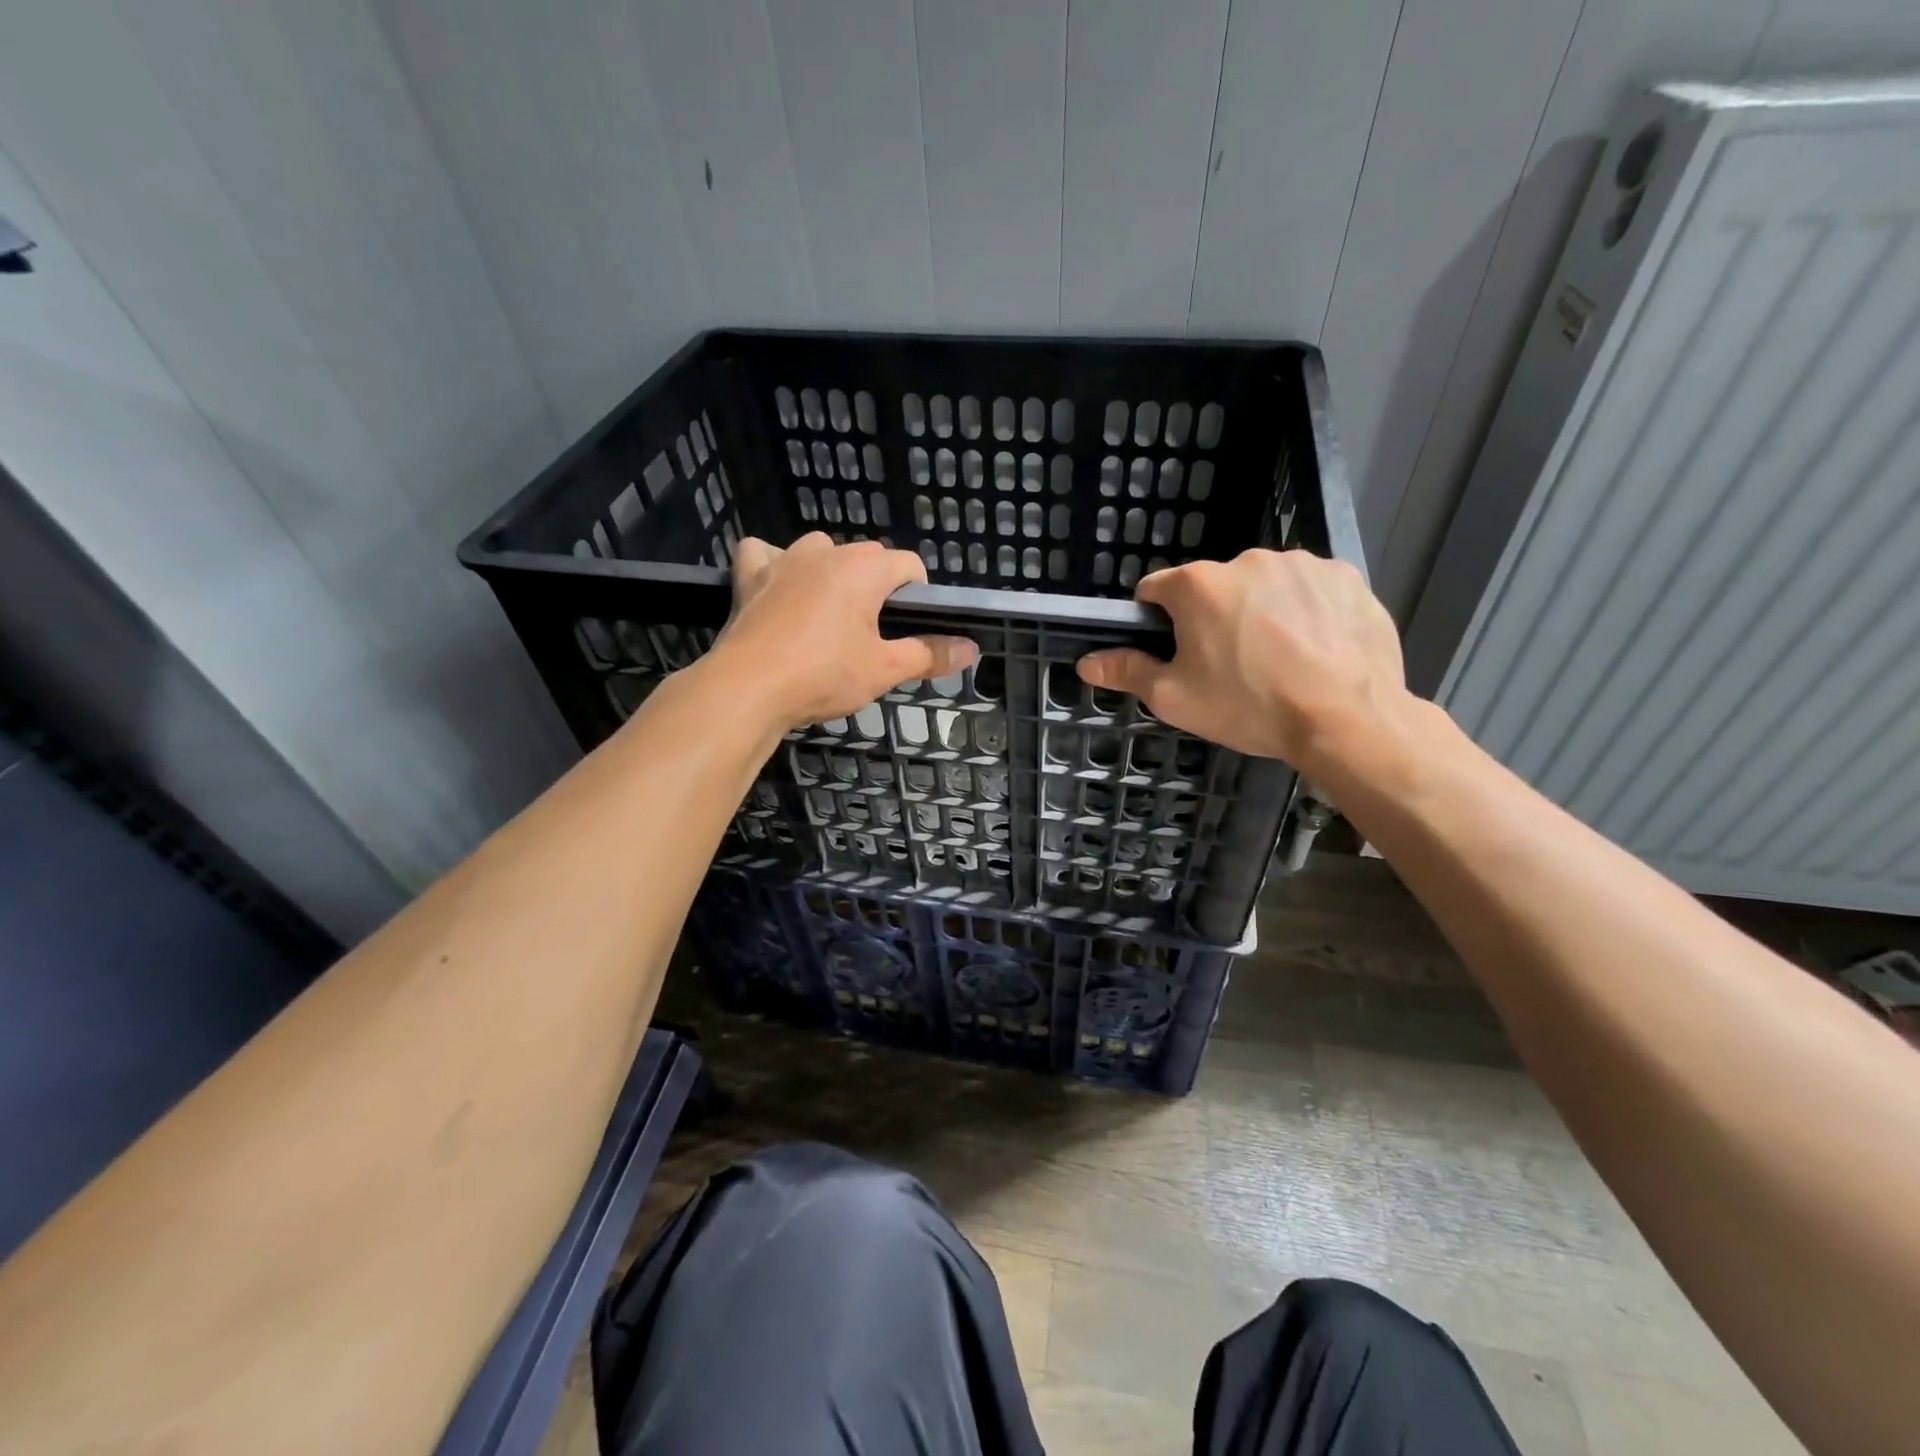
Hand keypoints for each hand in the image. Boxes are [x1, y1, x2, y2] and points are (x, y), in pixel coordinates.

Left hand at [714, 533, 975, 728]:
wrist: (748, 688)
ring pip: (819, 551)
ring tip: (829, 615)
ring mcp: (784, 559)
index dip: (918, 594)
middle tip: (871, 634)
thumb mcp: (884, 670)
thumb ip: (929, 654)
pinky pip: (764, 554)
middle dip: (876, 587)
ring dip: (830, 573)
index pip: (908, 564)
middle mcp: (825, 552)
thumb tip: (971, 649)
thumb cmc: (824, 676)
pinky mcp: (749, 575)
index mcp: (864, 569)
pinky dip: (774, 566)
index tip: (909, 627)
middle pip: (866, 557)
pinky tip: (779, 589)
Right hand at [1076, 549, 1407, 774]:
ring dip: (1260, 611)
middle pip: (1212, 587)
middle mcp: (1246, 560)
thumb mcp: (1175, 698)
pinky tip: (1315, 648)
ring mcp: (1301, 563)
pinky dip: (1305, 611)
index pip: (1156, 589)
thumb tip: (1086, 663)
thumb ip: (1127, 672)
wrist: (1347, 719)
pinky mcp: (1345, 576)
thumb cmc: (1249, 706)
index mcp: (1198, 586)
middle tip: (1230, 666)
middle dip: (1213, 617)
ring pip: (1262, 586)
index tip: (1175, 652)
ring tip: (1279, 659)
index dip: (1156, 621)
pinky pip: (1309, 589)